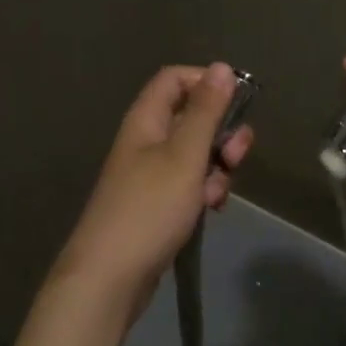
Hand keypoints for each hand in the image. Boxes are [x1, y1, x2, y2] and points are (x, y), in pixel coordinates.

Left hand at [54, 63, 251, 311]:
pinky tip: (209, 210)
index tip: (236, 103)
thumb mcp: (185, 155)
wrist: (109, 278)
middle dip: (221, 133)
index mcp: (146, 120)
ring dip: (217, 167)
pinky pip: (189, 183)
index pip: (175, 79)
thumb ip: (206, 111)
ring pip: (196, 154)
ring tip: (216, 194)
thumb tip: (221, 67)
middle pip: (192, 117)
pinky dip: (204, 191)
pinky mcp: (157, 203)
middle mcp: (146, 141)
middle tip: (236, 156)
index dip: (206, 83)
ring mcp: (150, 174)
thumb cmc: (149, 209)